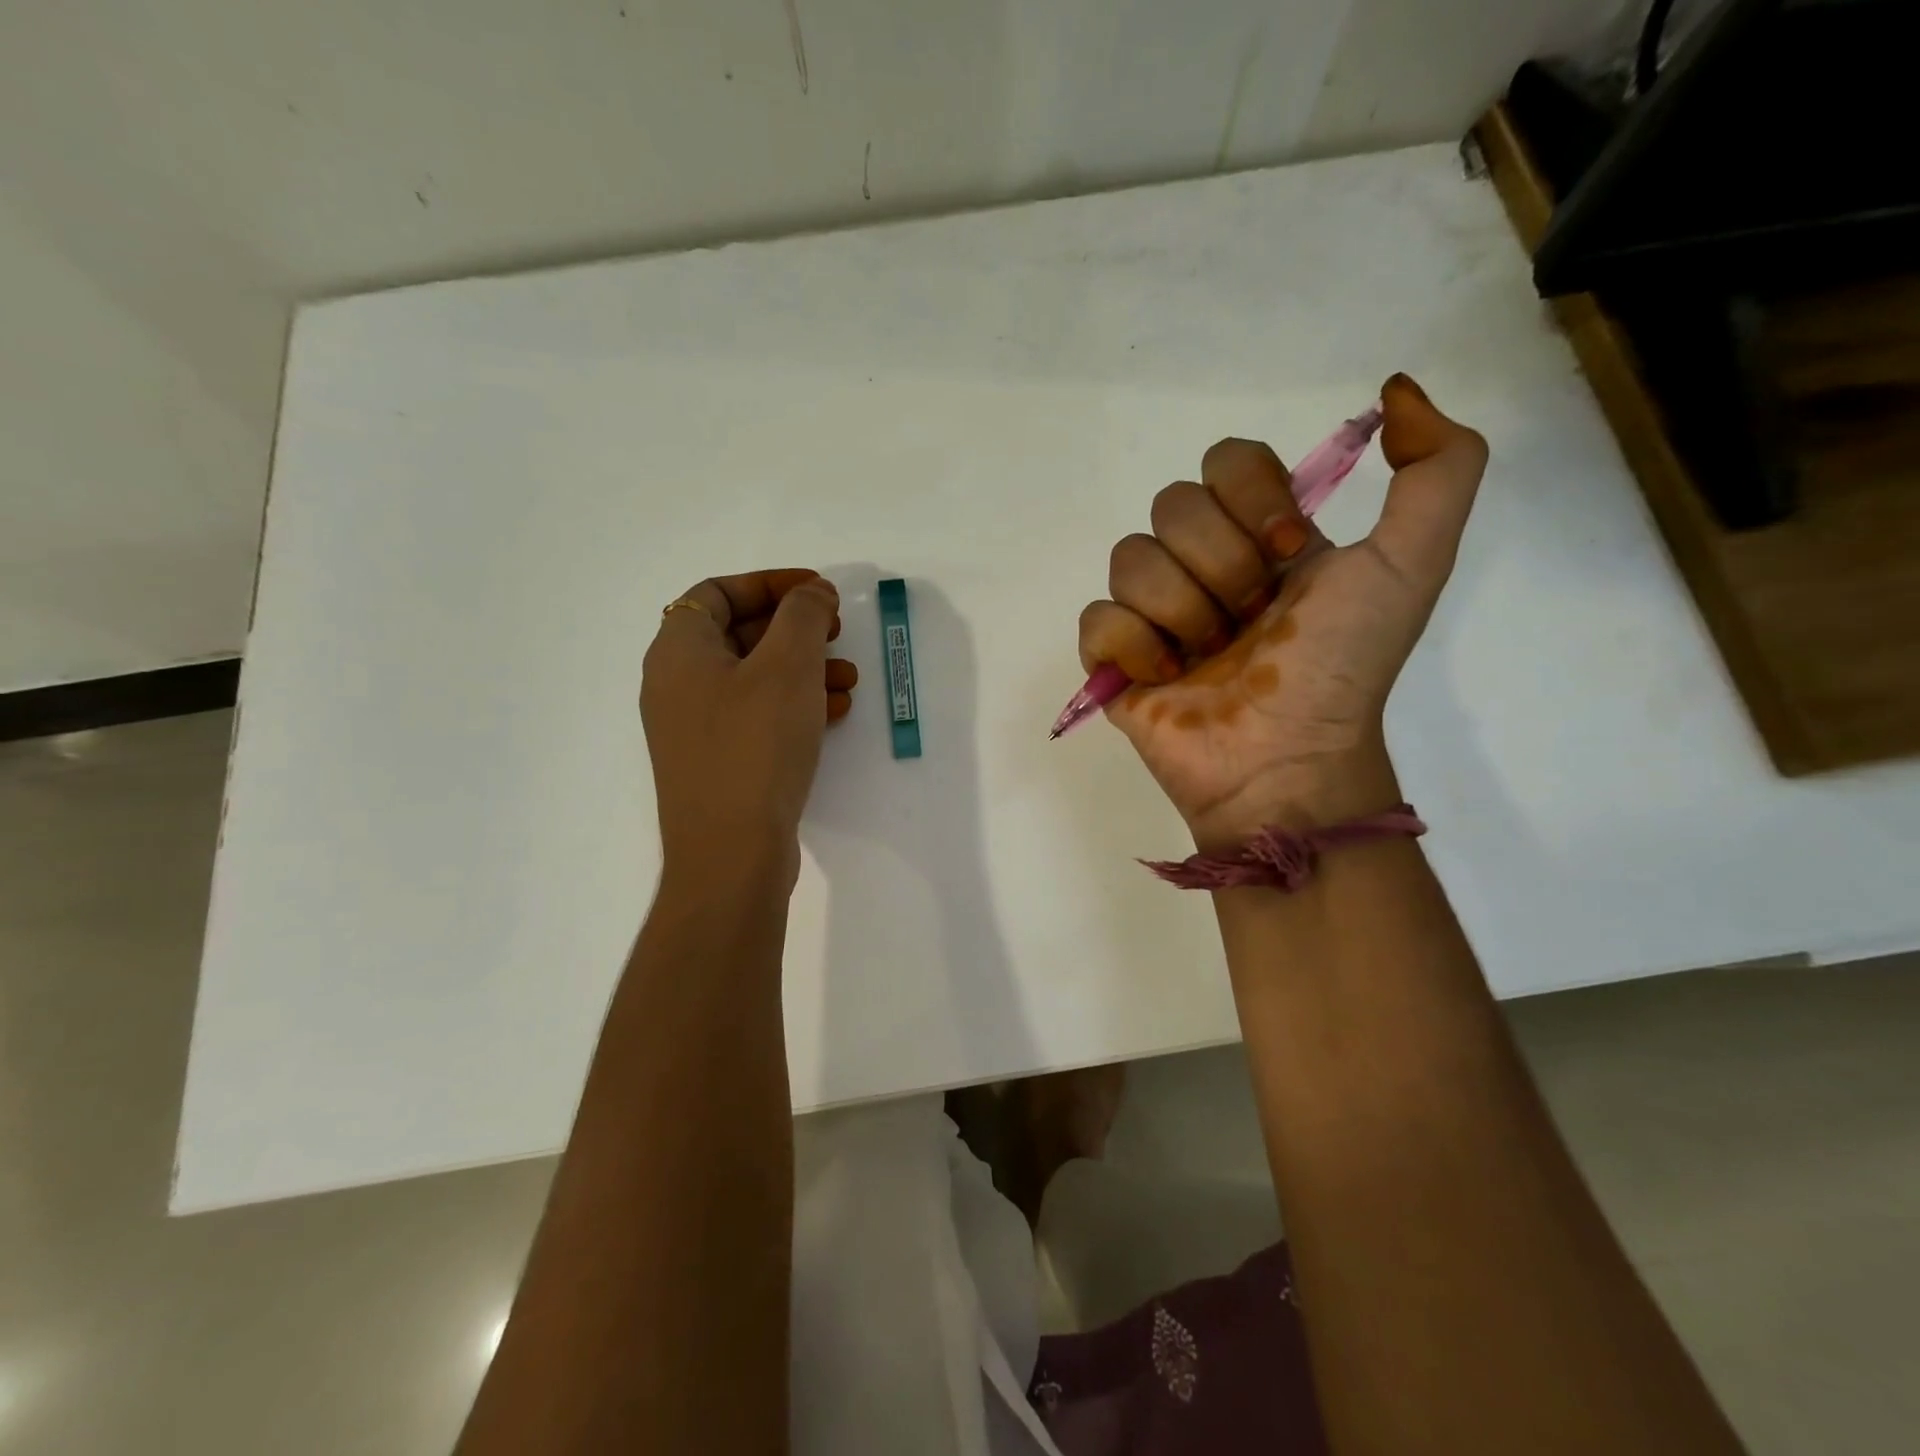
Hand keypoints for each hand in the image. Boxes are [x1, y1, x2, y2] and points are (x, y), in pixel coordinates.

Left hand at [642, 569, 857, 882]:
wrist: (731, 853)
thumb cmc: (755, 745)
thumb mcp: (787, 666)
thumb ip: (804, 615)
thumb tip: (813, 592)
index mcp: (678, 651)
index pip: (717, 592)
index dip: (771, 583)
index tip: (818, 590)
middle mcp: (677, 685)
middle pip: (738, 634)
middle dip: (795, 629)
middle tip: (838, 632)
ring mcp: (695, 728)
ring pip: (754, 679)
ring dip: (803, 669)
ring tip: (849, 679)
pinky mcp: (718, 762)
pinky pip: (757, 716)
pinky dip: (795, 706)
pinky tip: (834, 714)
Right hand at [1077, 374, 1486, 846]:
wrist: (1285, 760)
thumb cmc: (1341, 668)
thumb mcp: (1412, 564)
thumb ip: (1441, 468)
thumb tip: (1395, 391)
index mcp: (1261, 538)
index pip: (1226, 461)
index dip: (1251, 497)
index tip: (1286, 553)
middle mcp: (1203, 565)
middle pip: (1172, 505)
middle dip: (1219, 565)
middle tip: (1250, 621)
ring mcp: (1154, 613)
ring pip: (1129, 558)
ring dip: (1181, 611)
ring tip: (1209, 659)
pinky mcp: (1114, 659)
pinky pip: (1097, 618)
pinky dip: (1135, 647)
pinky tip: (1167, 678)